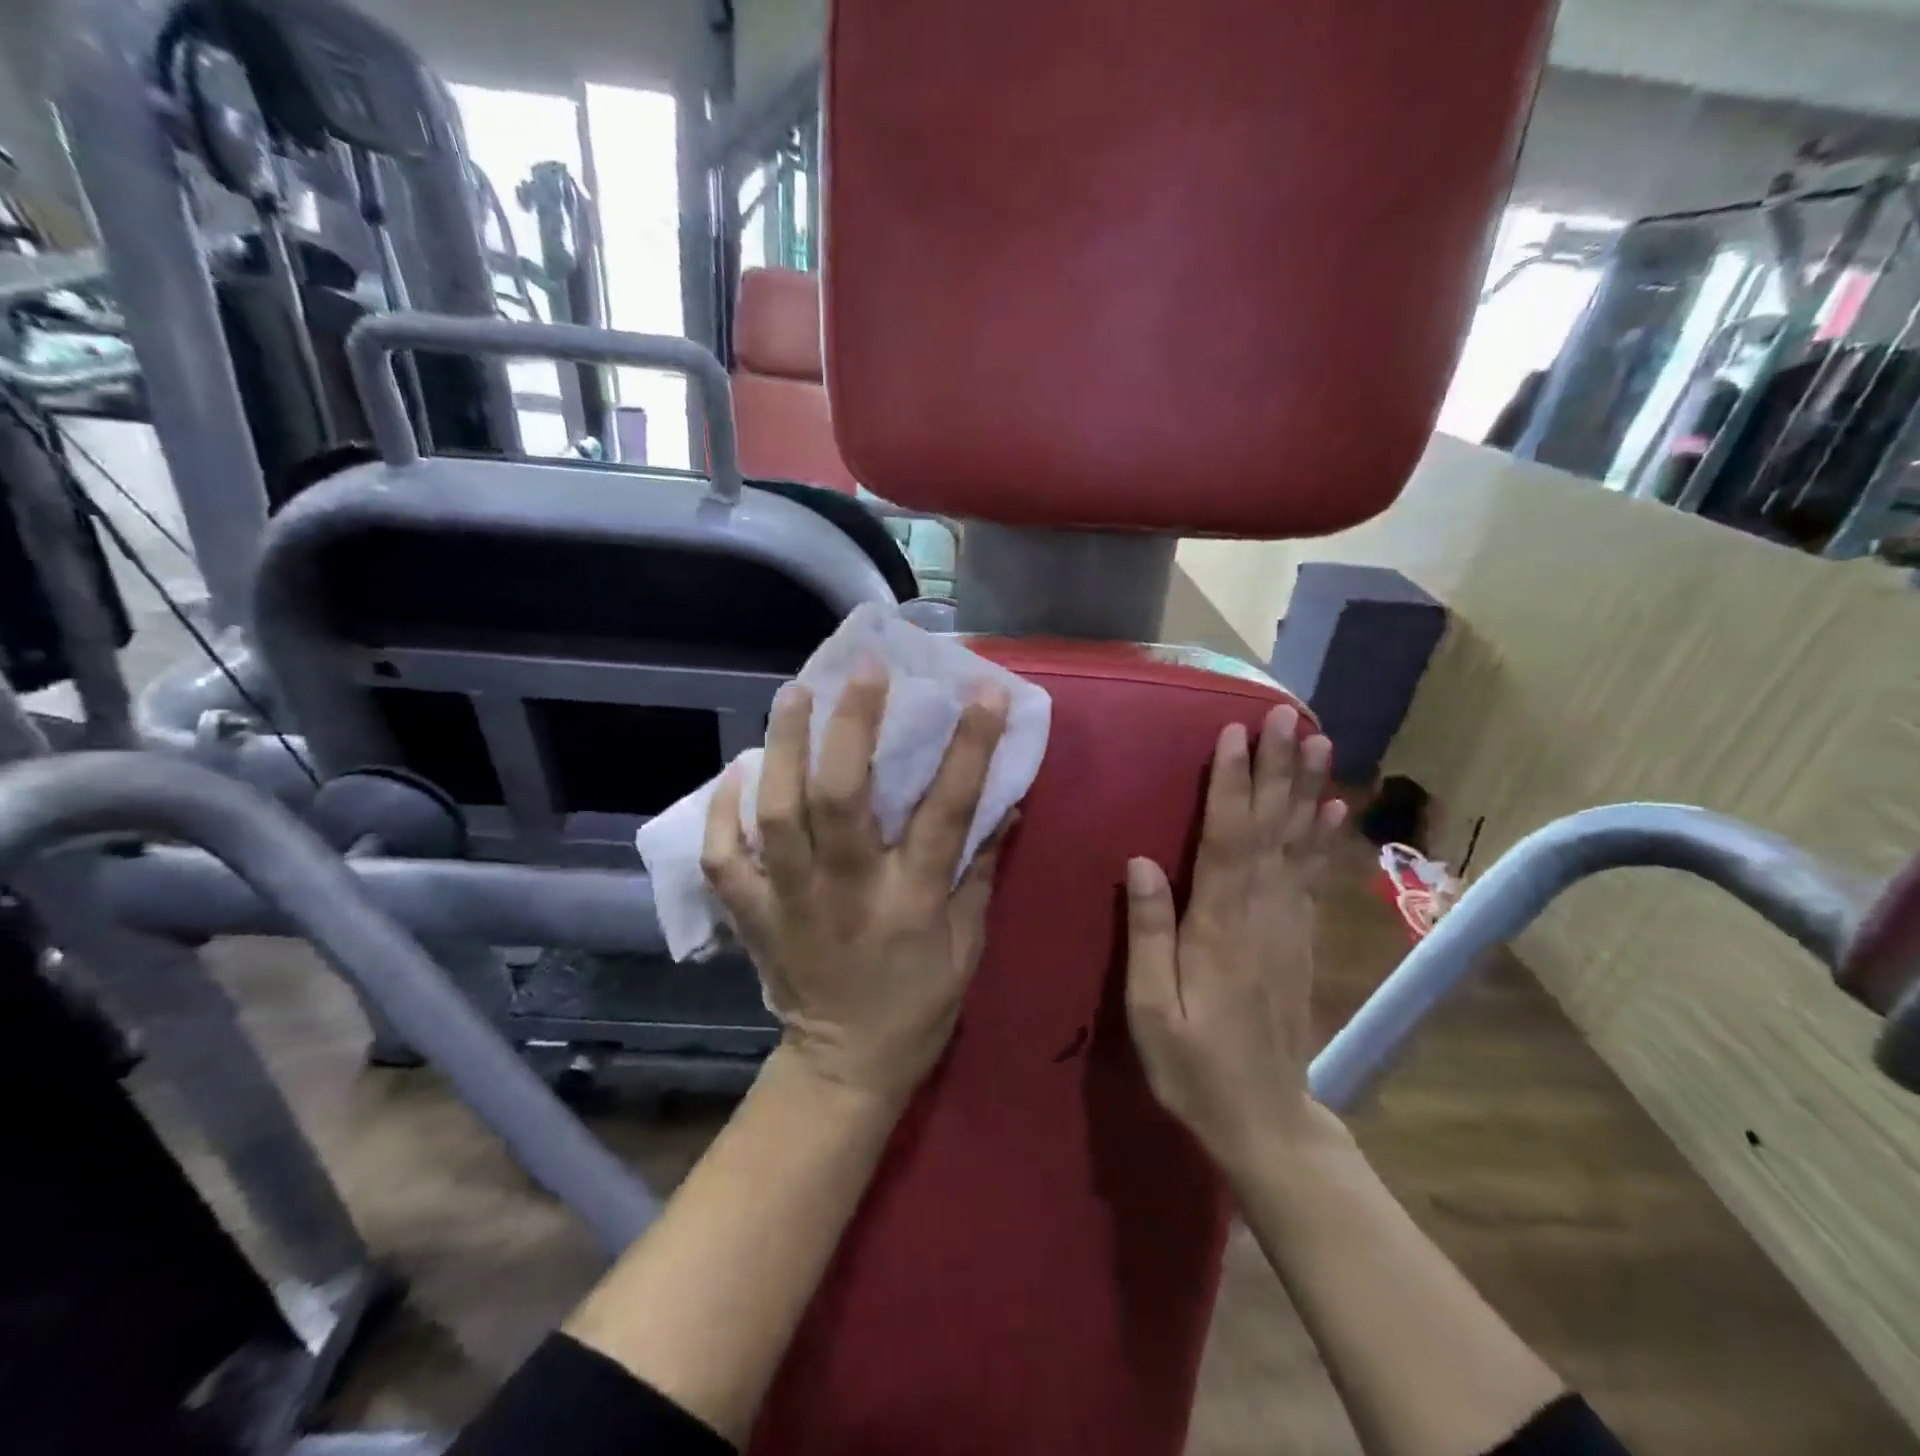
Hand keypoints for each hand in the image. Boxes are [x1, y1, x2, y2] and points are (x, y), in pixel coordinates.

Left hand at [702, 669, 1012, 1104]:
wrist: (846, 1065)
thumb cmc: (919, 1003)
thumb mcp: (968, 942)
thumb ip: (982, 870)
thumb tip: (1005, 802)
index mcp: (911, 899)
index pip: (945, 810)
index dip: (968, 746)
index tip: (981, 692)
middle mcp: (848, 890)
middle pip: (842, 797)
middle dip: (852, 725)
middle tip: (862, 672)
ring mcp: (791, 901)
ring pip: (776, 814)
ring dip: (782, 748)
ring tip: (795, 694)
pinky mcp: (753, 915)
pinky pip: (723, 857)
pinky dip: (721, 811)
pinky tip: (736, 770)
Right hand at [1123, 705, 1346, 1169]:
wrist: (1266, 1120)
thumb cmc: (1194, 1066)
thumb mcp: (1151, 1009)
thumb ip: (1148, 934)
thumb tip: (1141, 861)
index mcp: (1219, 926)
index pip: (1227, 840)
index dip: (1231, 785)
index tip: (1235, 734)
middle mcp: (1262, 913)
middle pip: (1271, 828)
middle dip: (1278, 768)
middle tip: (1289, 715)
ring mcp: (1289, 925)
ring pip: (1299, 843)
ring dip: (1308, 788)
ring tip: (1319, 741)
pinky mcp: (1301, 939)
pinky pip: (1314, 876)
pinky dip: (1324, 837)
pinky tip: (1334, 809)